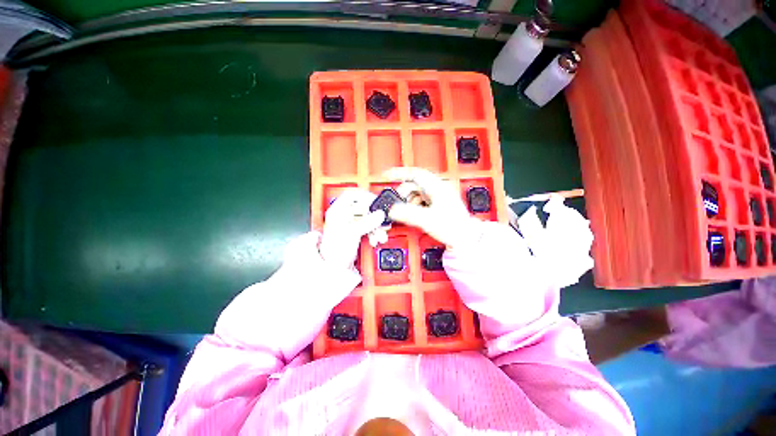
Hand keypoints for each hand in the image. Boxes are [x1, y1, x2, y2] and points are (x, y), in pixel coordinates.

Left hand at [319, 188, 385, 268]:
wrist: (334, 267)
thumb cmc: (334, 251)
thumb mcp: (352, 233)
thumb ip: (367, 222)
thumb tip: (379, 214)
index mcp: (337, 211)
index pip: (352, 195)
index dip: (365, 196)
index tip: (375, 203)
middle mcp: (343, 215)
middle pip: (363, 208)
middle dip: (374, 217)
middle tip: (382, 223)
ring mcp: (350, 224)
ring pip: (367, 218)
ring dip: (376, 226)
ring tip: (380, 235)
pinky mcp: (355, 232)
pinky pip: (368, 227)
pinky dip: (373, 232)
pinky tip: (375, 238)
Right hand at [383, 167, 474, 248]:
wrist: (466, 238)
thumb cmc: (453, 227)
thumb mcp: (426, 219)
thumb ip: (407, 213)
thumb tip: (392, 210)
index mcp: (437, 187)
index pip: (414, 174)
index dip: (399, 173)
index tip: (387, 176)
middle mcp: (437, 189)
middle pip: (413, 186)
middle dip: (402, 195)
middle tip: (396, 206)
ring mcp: (437, 197)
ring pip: (415, 195)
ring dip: (408, 203)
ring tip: (406, 214)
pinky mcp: (437, 205)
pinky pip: (420, 202)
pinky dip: (413, 208)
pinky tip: (414, 216)